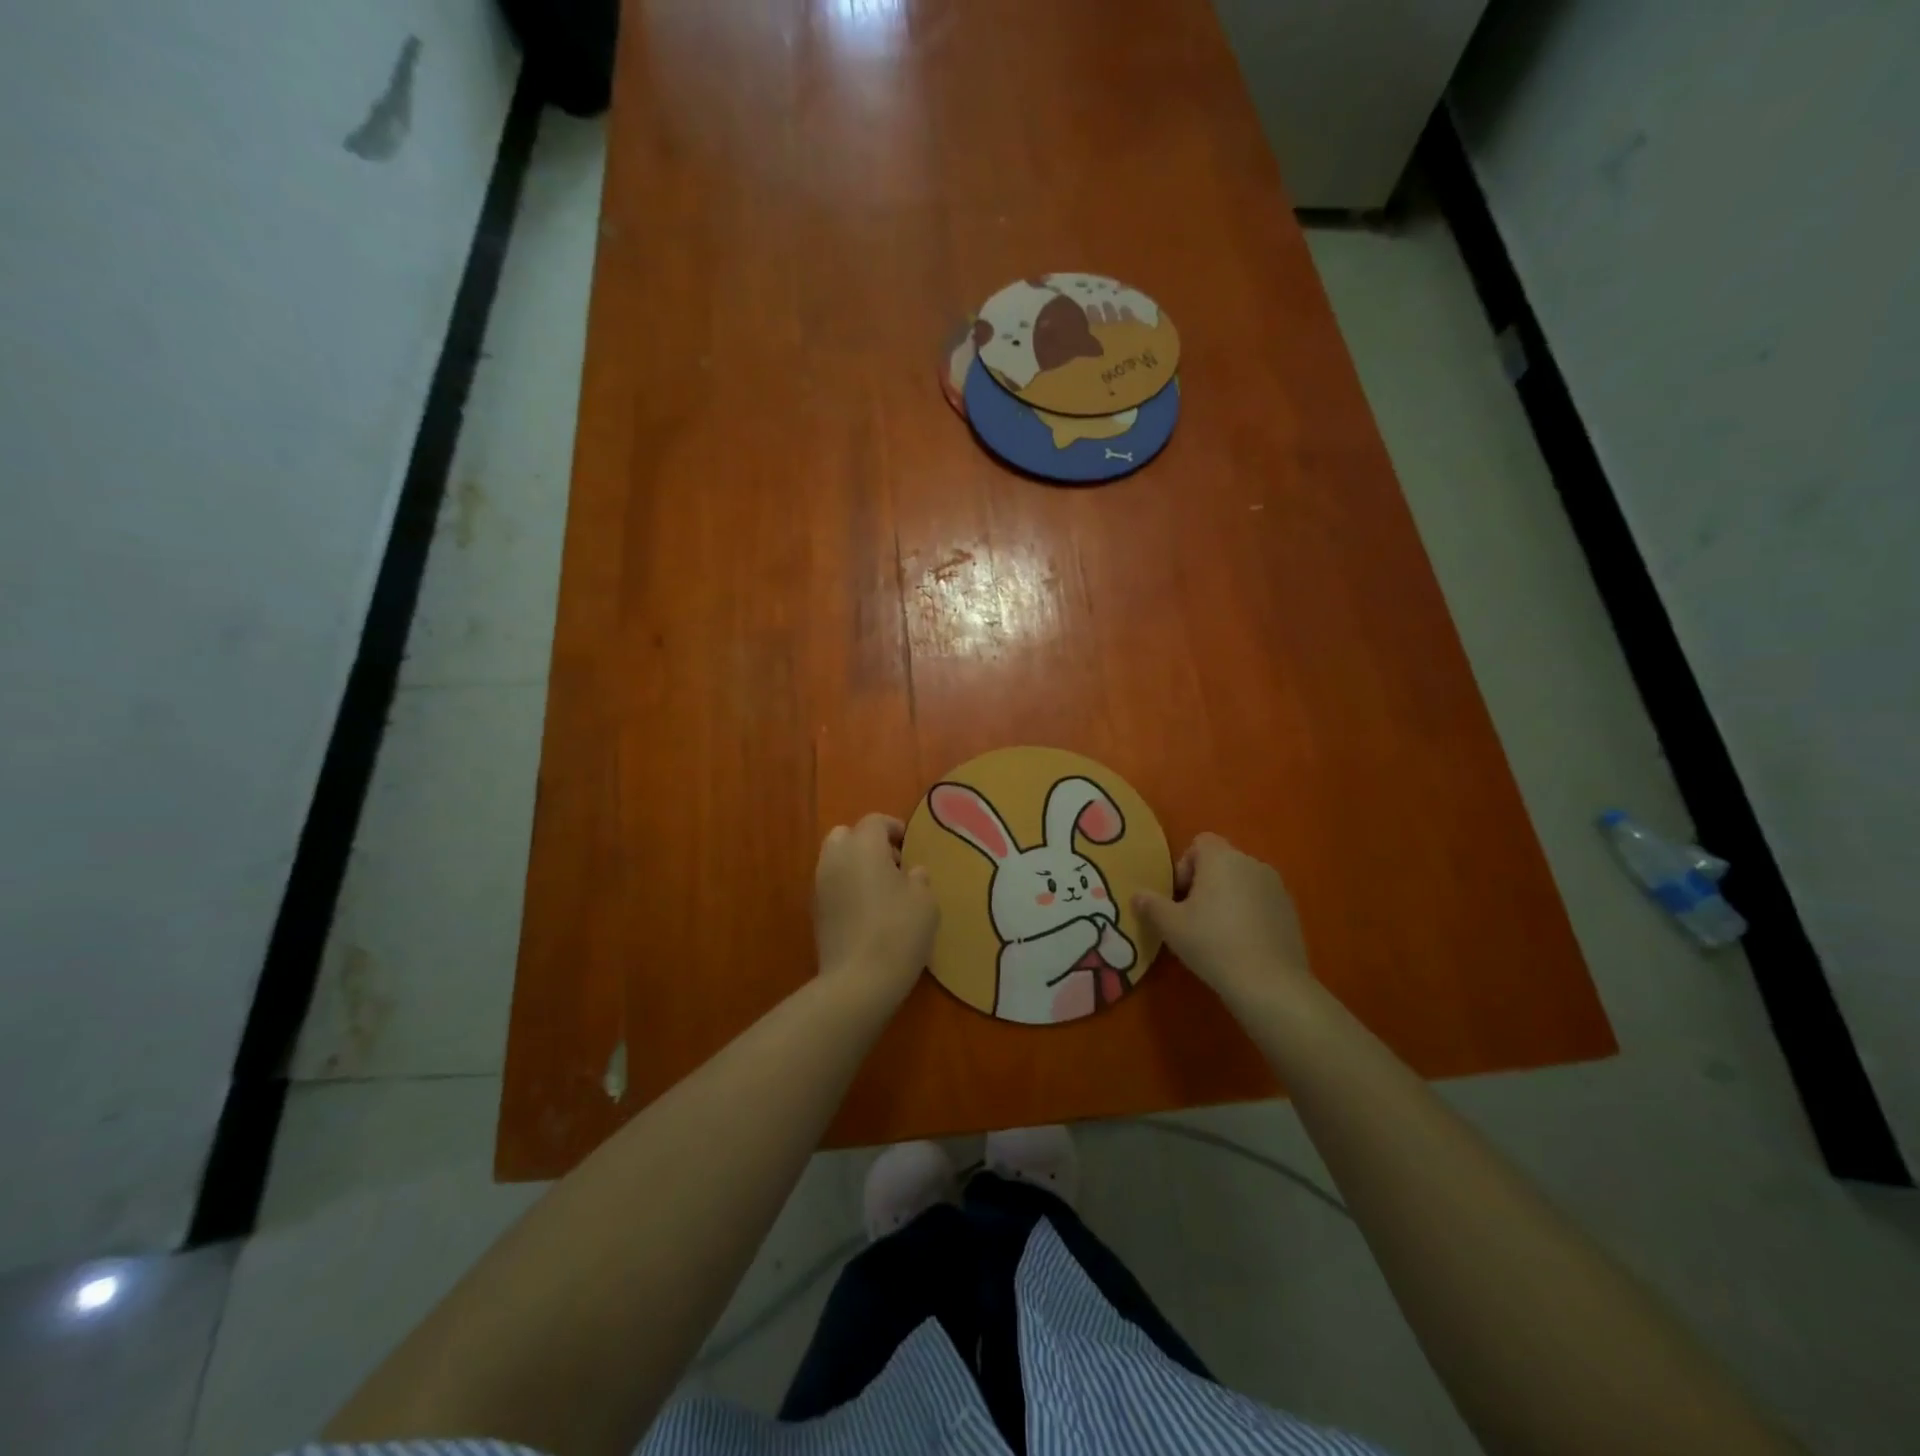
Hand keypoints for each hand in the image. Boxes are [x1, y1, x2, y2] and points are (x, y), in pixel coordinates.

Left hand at [813, 814, 938, 1003]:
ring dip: (855, 865)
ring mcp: (820, 885)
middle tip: (892, 864)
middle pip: (847, 835)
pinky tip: (866, 910)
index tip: (909, 844)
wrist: (858, 980)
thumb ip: (918, 878)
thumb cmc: (898, 931)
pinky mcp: (815, 911)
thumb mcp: (925, 901)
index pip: (875, 821)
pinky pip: (831, 885)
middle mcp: (835, 858)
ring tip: (881, 889)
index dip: (894, 828)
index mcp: (863, 846)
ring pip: (835, 860)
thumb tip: (911, 872)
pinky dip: (846, 887)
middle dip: (867, 843)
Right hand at [1133, 833, 1312, 1011]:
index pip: (1200, 842)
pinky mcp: (1291, 911)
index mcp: (1222, 859)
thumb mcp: (1170, 926)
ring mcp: (1276, 887)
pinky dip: (1249, 914)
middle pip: (1221, 862)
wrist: (1270, 983)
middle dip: (1205, 884)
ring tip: (1218, 933)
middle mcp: (1252, 863)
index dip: (1185, 866)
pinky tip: (1242, 944)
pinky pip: (1261, 902)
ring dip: (1228, 898)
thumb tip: (1137, 895)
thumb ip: (1151, 904)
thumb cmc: (1213, 943)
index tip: (1180, 897)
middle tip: (1193, 917)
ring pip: (1242, 882)